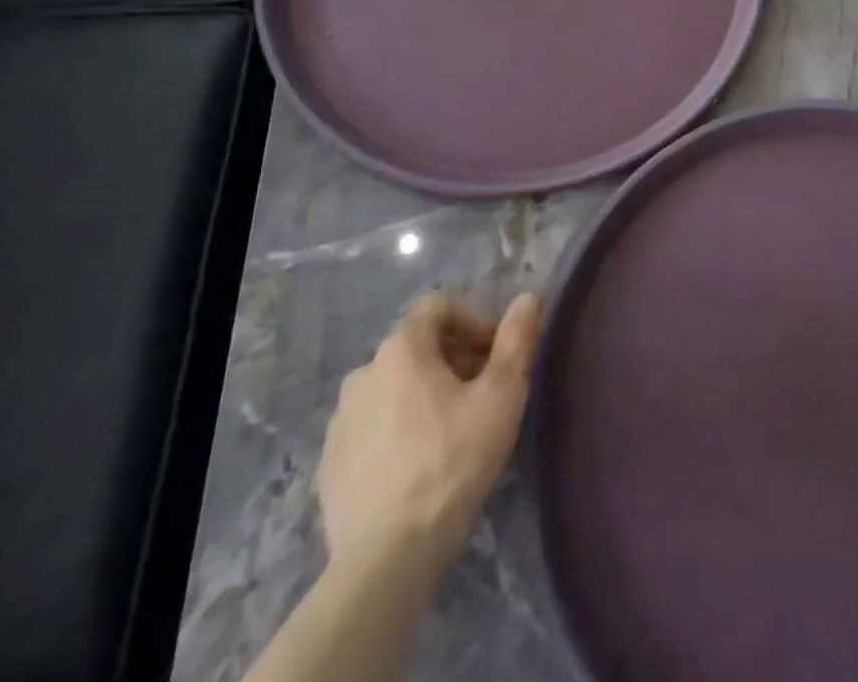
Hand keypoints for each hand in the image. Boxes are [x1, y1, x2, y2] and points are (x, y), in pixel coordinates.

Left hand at [319, 291, 541, 570]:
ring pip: (392, 388)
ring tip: (451, 434)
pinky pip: (371, 428)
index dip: (474, 322)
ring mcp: (339, 421)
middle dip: (453, 361)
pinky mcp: (329, 465)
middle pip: (417, 347)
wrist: (387, 558)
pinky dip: (396, 432)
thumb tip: (528, 298)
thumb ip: (517, 340)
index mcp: (401, 349)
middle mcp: (362, 373)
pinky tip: (417, 467)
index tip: (496, 357)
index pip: (439, 307)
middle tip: (481, 397)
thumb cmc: (453, 462)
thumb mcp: (502, 395)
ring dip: (423, 396)